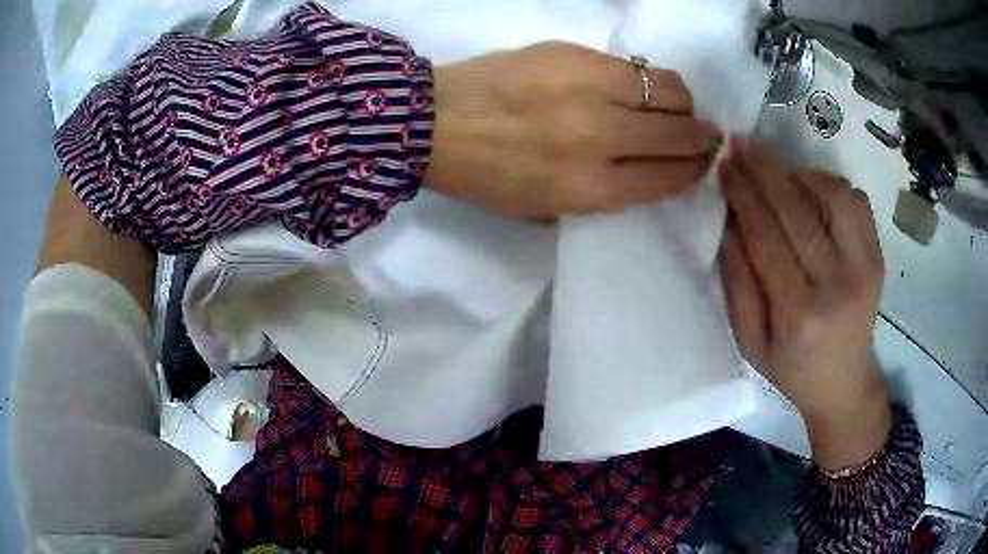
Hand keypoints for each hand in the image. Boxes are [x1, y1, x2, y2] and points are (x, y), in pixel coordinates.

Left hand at [424, 42, 722, 217]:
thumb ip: (604, 194)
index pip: (667, 178)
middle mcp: (598, 138)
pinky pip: (634, 67)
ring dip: (683, 105)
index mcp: (587, 189)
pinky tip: (639, 88)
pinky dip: (648, 82)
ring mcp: (588, 88)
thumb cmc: (486, 176)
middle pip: (678, 135)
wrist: (434, 122)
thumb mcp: (545, 208)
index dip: (693, 171)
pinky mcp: (574, 53)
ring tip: (677, 109)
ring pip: (668, 92)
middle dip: (702, 139)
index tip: (702, 164)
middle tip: (705, 136)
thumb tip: (652, 172)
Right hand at [718, 140, 891, 469]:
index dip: (743, 194)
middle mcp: (837, 284)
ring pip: (833, 194)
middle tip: (741, 145)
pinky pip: (856, 201)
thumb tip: (730, 220)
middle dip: (764, 170)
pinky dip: (830, 184)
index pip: (767, 235)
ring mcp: (864, 267)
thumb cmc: (791, 368)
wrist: (843, 382)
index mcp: (798, 313)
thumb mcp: (750, 340)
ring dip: (799, 173)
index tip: (725, 164)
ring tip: (778, 173)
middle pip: (798, 209)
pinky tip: (812, 192)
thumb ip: (738, 281)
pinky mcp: (878, 257)